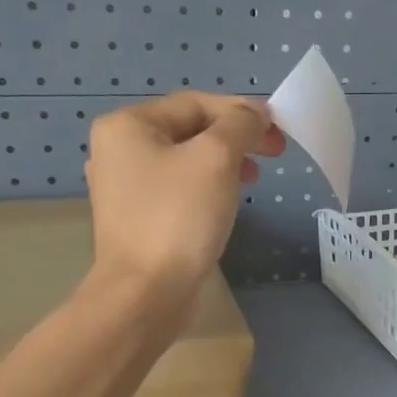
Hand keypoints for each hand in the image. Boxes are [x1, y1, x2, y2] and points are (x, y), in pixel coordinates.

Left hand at [84, 92, 284, 304]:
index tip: (278, 129)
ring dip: (225, 161)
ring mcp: (124, 187)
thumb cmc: (179, 217)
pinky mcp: (136, 218)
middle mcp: (118, 149)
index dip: (241, 111)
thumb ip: (240, 125)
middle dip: (235, 137)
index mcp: (127, 125)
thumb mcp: (217, 158)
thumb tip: (255, 115)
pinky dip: (207, 186)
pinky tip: (227, 200)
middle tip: (275, 153)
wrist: (146, 292)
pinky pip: (178, 188)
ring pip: (186, 160)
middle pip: (189, 129)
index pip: (195, 103)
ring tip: (253, 178)